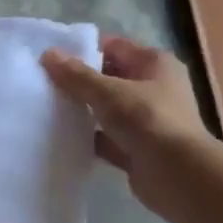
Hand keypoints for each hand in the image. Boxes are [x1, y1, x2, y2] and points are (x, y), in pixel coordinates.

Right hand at [43, 36, 212, 211]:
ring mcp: (147, 121)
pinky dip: (89, 138)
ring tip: (48, 108)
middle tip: (44, 82)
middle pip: (110, 78)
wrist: (178, 175)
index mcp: (155, 64)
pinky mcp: (138, 149)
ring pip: (108, 110)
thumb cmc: (147, 120)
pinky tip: (62, 137)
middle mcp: (155, 88)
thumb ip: (77, 75)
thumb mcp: (108, 92)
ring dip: (84, 111)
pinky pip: (108, 138)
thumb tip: (48, 54)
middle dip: (80, 81)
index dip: (85, 49)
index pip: (115, 47)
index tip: (53, 57)